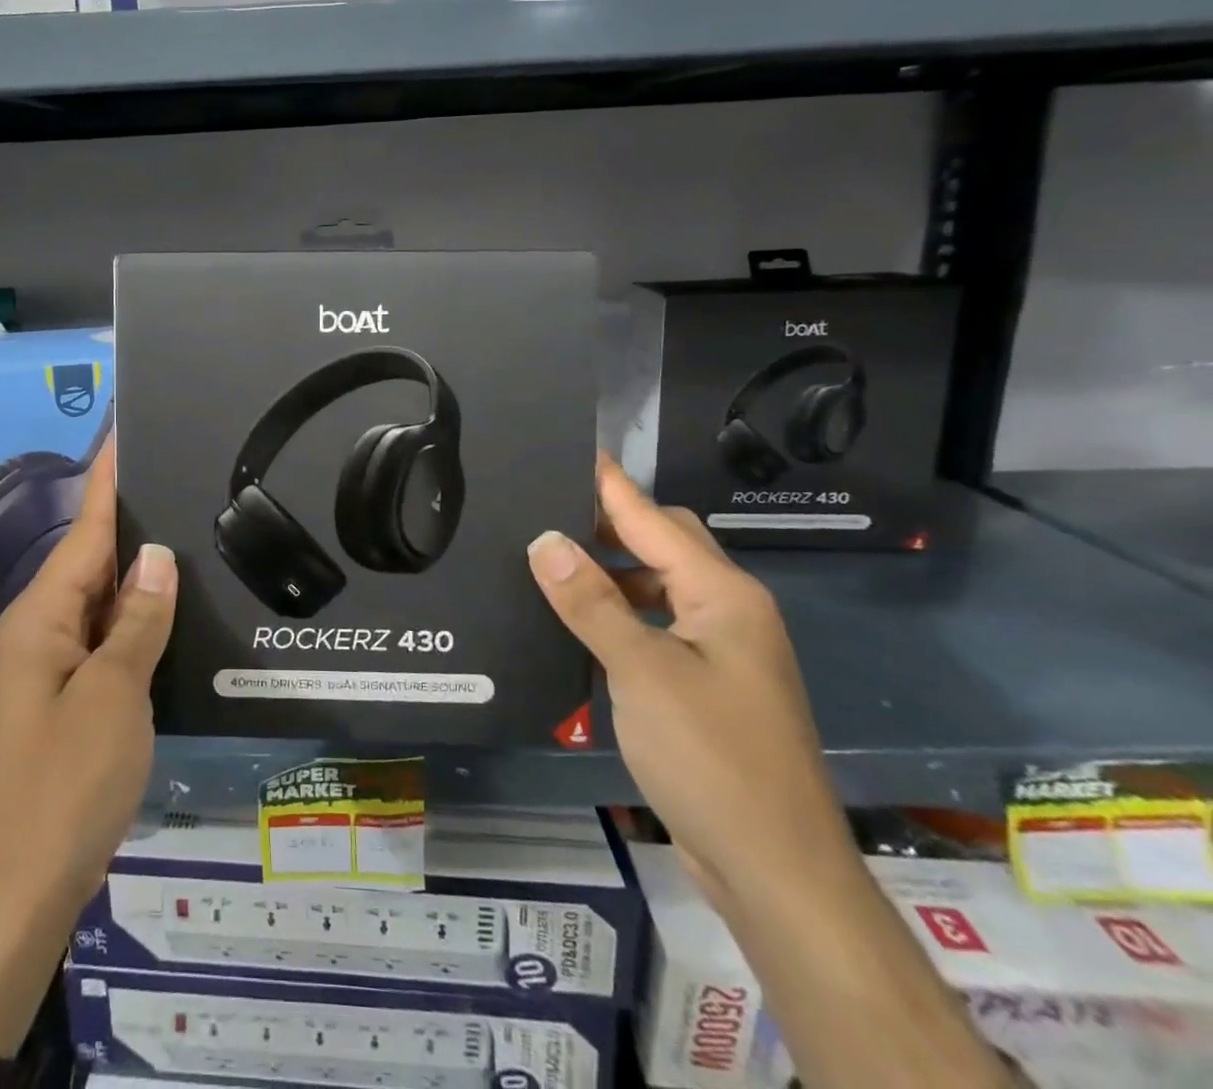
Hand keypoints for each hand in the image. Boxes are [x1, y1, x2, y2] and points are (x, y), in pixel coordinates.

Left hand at [0, 439, 176, 1055]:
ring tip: (188, 523)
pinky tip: (173, 603)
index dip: (110, 478)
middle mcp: (42, 628)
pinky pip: (108, 634)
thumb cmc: (65, 786)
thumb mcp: (114, 696)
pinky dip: (139, 614)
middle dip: (134, 515)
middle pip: (94, 556)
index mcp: (42, 616)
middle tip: (182, 473)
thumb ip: (137, 620)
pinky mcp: (71, 695)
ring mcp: (54, 663)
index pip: (88, 528)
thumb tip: (156, 554)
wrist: (20, 891)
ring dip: (140, 566)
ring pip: (104, 597)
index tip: (128, 429)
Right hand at [525, 454, 854, 916]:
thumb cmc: (712, 758)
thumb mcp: (641, 672)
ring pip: (660, 587)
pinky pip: (658, 626)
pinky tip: (581, 624)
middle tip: (546, 508)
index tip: (571, 451)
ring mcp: (723, 653)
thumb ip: (591, 602)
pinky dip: (621, 613)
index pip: (653, 519)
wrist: (777, 871)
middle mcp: (729, 613)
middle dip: (610, 522)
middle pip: (665, 545)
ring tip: (551, 561)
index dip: (609, 484)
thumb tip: (545, 540)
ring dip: (612, 571)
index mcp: (723, 596)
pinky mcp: (710, 688)